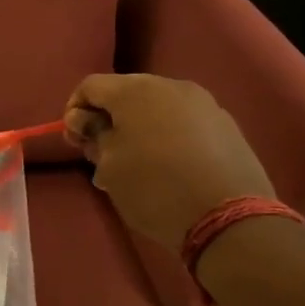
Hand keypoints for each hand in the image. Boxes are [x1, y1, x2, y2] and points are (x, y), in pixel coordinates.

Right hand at [62, 73, 273, 247]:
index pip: (90, 86)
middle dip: (107, 118)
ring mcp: (204, 104)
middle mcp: (171, 86)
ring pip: (156, 107)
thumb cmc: (154, 188)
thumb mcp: (109, 165)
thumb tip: (85, 119)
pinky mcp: (226, 126)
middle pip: (125, 92)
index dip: (74, 110)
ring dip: (137, 128)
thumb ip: (93, 134)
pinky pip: (183, 121)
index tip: (76, 141)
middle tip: (101, 154)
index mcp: (136, 91)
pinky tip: (166, 166)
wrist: (229, 219)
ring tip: (135, 164)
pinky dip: (166, 135)